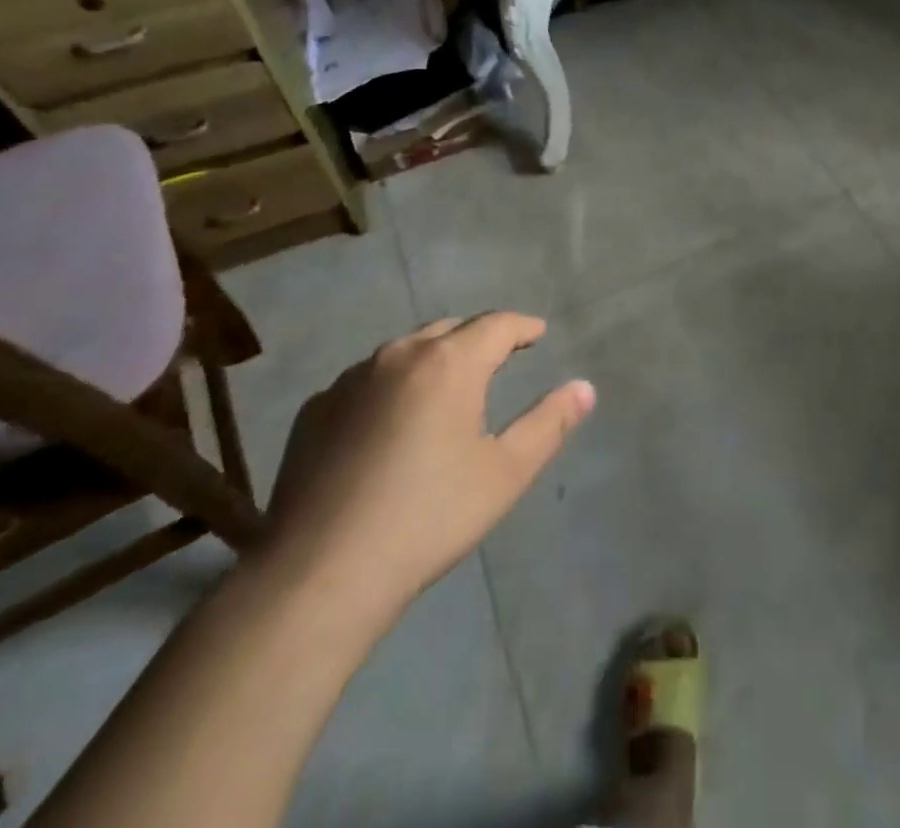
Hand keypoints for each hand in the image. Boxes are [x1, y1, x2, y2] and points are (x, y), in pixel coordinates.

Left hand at [255, 313, 593, 633]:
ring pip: (404, 351)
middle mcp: (398, 356)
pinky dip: (390, 386)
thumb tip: (584, 387)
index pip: (497, 324)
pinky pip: (366, 381)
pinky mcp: (315, 411)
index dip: (523, 326)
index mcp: (448, 363)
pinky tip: (390, 423)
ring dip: (433, 359)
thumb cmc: (427, 519)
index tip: (538, 333)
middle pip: (450, 329)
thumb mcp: (505, 474)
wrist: (318, 576)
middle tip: (499, 357)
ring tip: (447, 388)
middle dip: (479, 338)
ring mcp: (349, 381)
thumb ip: (549, 423)